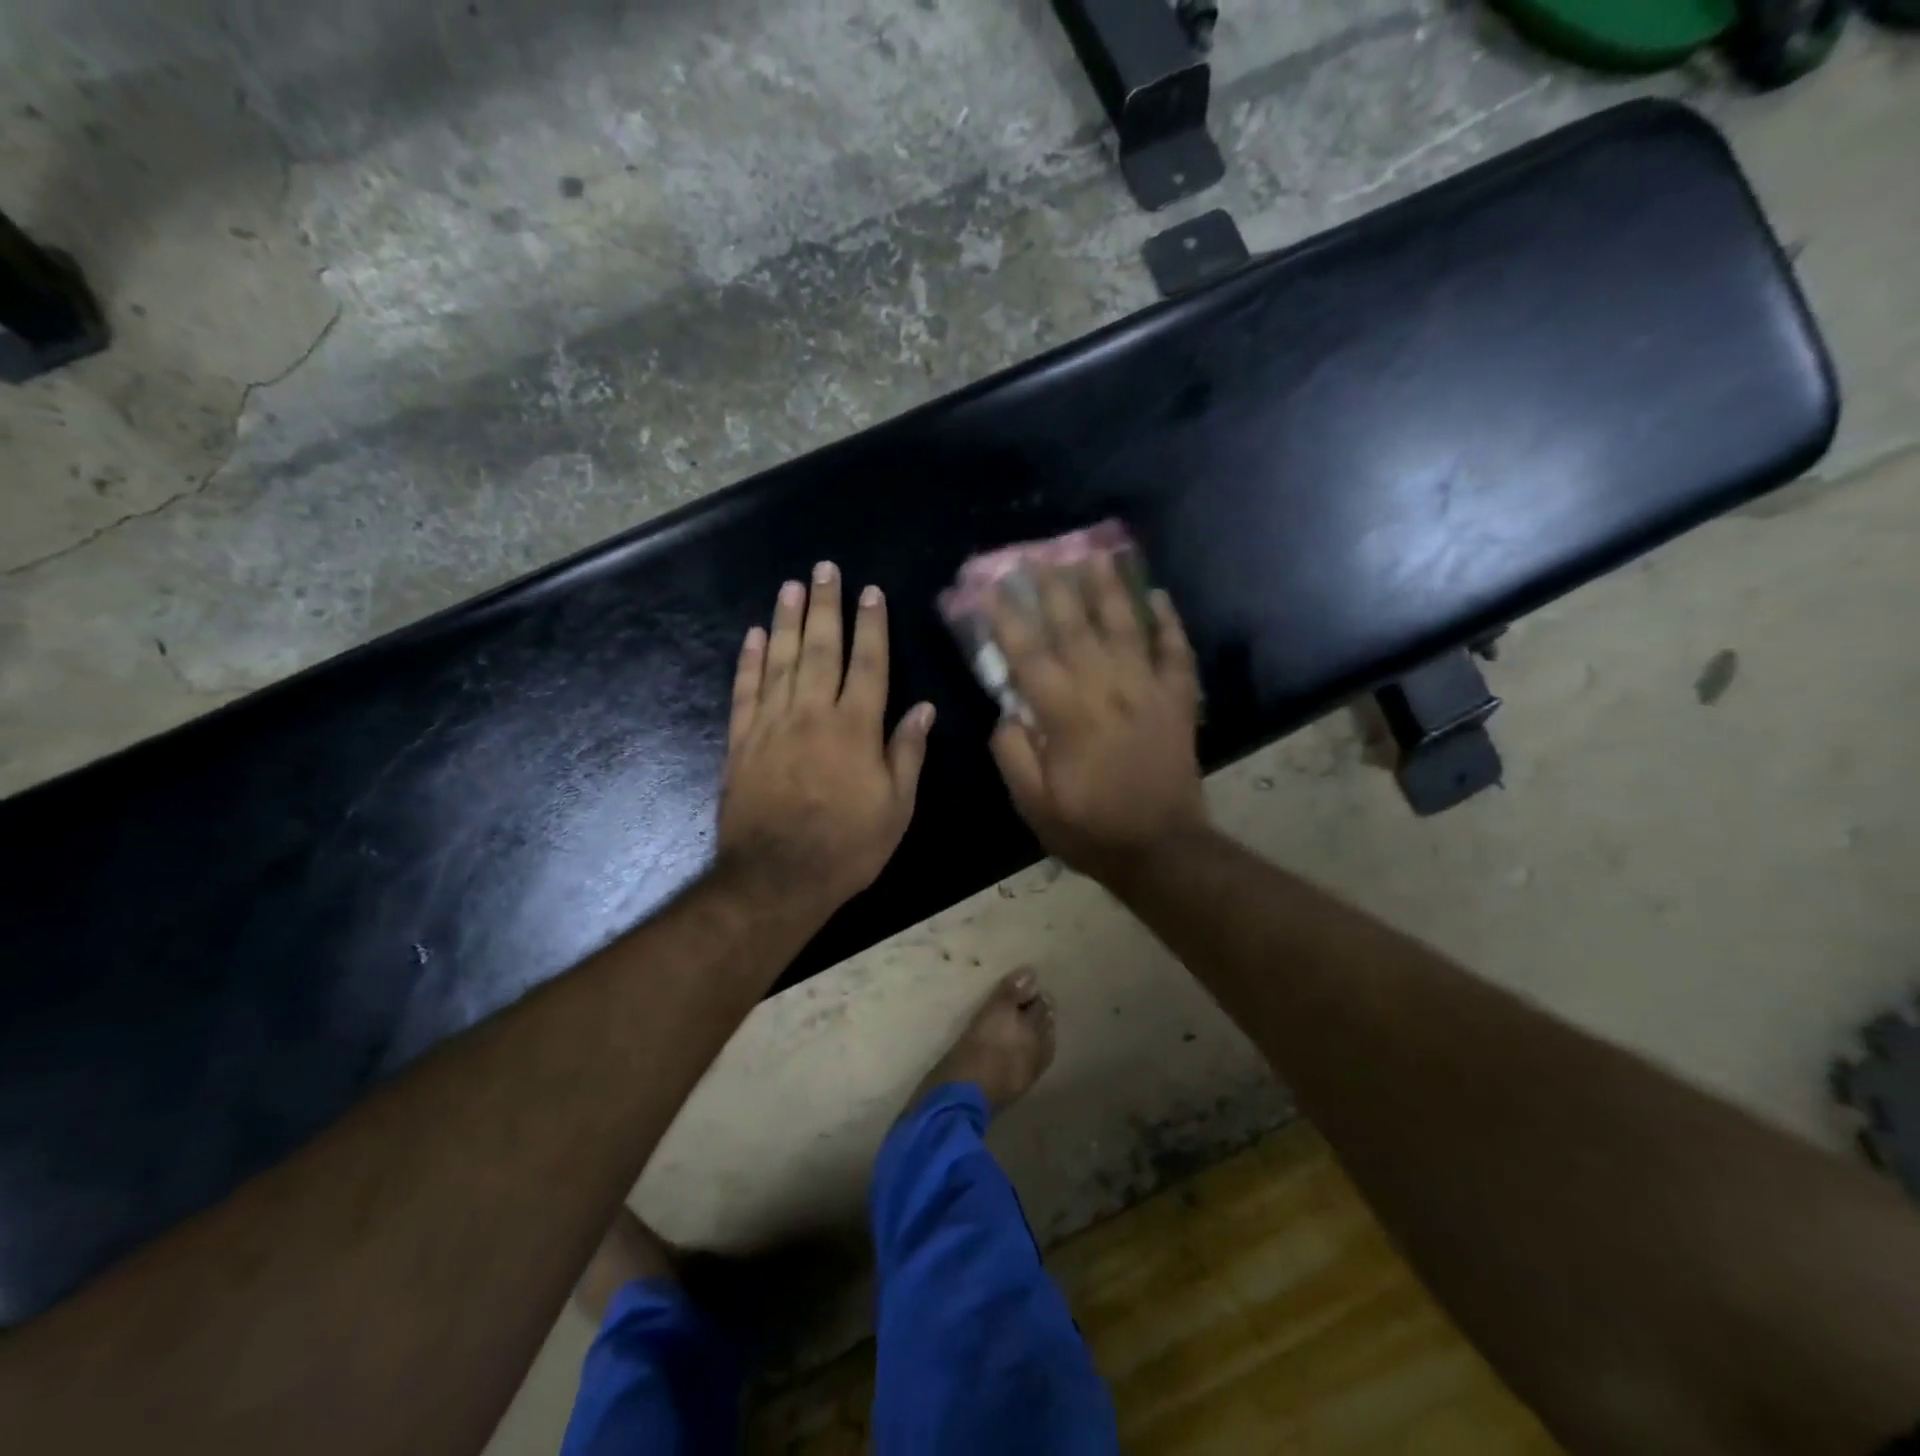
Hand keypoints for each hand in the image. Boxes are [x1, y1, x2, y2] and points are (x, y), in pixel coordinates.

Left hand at [717, 563, 934, 915]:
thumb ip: (907, 753)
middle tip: (825, 568)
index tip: (871, 592)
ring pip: (781, 660)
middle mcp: (813, 714)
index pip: (868, 664)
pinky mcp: (741, 741)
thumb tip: (923, 708)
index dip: (871, 625)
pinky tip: (755, 635)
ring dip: (787, 619)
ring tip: (792, 585)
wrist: (777, 879)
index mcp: (856, 728)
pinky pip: (745, 691)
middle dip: (826, 606)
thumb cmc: (847, 847)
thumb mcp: (896, 808)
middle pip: (821, 648)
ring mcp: (772, 724)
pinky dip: (749, 661)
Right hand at [988, 554, 1207, 882]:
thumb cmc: (1090, 827)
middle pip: (1076, 625)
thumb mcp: (1032, 802)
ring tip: (1096, 553)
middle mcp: (1106, 688)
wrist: (1160, 849)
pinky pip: (1176, 651)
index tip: (987, 587)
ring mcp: (1148, 689)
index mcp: (1066, 713)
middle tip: (1038, 555)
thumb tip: (1007, 710)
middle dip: (1053, 586)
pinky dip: (1169, 622)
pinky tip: (1159, 596)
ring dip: (1109, 587)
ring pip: (1126, 626)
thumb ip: (1013, 751)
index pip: (1028, 653)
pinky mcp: (1179, 700)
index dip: (1005, 617)